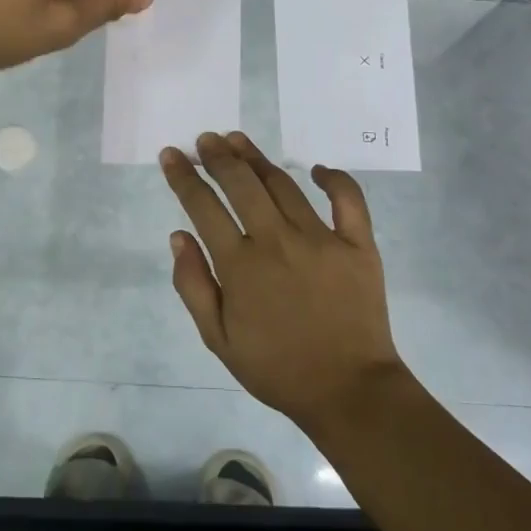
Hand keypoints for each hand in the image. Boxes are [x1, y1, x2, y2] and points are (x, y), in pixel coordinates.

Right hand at [160, 130, 408, 433]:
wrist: (348, 391)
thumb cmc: (277, 368)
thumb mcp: (218, 339)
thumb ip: (193, 285)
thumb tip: (178, 235)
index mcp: (240, 265)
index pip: (203, 207)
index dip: (184, 177)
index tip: (172, 154)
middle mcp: (277, 241)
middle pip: (241, 184)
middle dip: (218, 157)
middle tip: (206, 140)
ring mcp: (321, 239)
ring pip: (284, 185)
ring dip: (257, 159)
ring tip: (239, 141)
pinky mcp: (358, 245)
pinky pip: (348, 200)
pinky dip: (334, 179)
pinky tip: (317, 169)